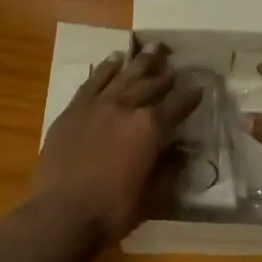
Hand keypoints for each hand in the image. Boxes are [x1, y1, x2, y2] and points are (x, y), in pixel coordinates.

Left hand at [31, 42, 202, 244]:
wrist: (61, 214)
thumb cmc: (112, 211)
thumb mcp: (153, 197)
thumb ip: (169, 170)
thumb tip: (181, 153)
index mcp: (151, 128)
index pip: (177, 106)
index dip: (191, 97)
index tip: (199, 88)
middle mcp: (126, 108)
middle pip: (151, 84)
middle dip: (165, 75)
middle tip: (174, 65)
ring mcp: (97, 105)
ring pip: (123, 76)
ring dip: (139, 62)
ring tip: (151, 48)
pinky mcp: (74, 109)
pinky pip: (93, 81)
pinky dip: (105, 68)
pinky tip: (113, 59)